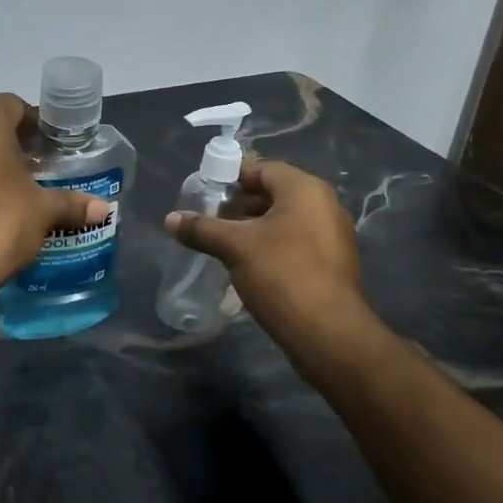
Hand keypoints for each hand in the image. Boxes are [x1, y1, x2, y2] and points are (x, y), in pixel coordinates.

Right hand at [164, 159, 365, 344]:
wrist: (328, 333)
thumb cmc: (281, 275)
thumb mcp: (235, 247)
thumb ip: (202, 229)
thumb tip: (170, 219)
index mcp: (305, 190)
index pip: (263, 169)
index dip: (231, 178)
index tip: (205, 193)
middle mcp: (324, 205)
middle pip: (274, 194)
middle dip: (240, 205)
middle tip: (210, 218)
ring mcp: (332, 235)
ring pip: (284, 220)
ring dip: (254, 227)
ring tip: (223, 242)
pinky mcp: (332, 263)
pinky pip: (295, 242)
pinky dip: (271, 246)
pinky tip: (248, 264)